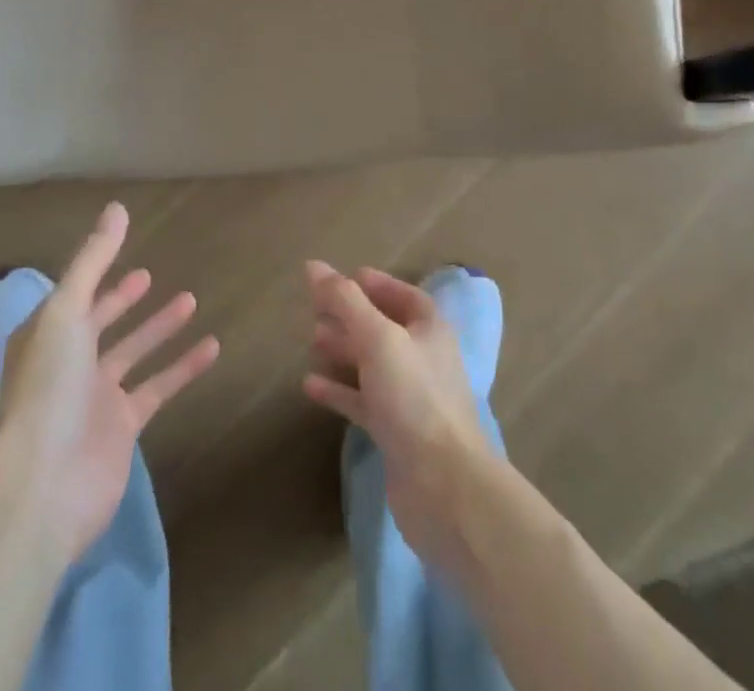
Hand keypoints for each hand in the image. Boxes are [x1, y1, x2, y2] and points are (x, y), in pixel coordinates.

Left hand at [0, 203, 219, 561]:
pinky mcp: (123, 427)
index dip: (99, 276)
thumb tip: (117, 207)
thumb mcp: (66, 311)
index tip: (126, 256)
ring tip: (192, 300)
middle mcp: (68, 363)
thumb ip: (94, 259)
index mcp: (47, 335)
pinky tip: (212, 347)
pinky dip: (183, 367)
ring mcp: (96, 397)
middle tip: (151, 277)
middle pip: (102, 323)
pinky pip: (158, 387)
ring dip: (160, 328)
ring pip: (134, 353)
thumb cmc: (48, 387)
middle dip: (124, 300)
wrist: (43, 485)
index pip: (76, 296)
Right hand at [301, 262, 495, 562]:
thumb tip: (313, 266)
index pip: (403, 296)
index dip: (376, 284)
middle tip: (316, 307)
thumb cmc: (414, 397)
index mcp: (429, 329)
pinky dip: (339, 390)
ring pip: (372, 364)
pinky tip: (310, 386)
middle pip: (384, 327)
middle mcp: (423, 358)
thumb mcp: (378, 338)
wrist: (444, 486)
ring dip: (344, 349)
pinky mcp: (395, 432)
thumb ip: (345, 300)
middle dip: (352, 316)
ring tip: (312, 339)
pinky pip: (362, 401)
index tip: (345, 277)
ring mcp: (409, 397)